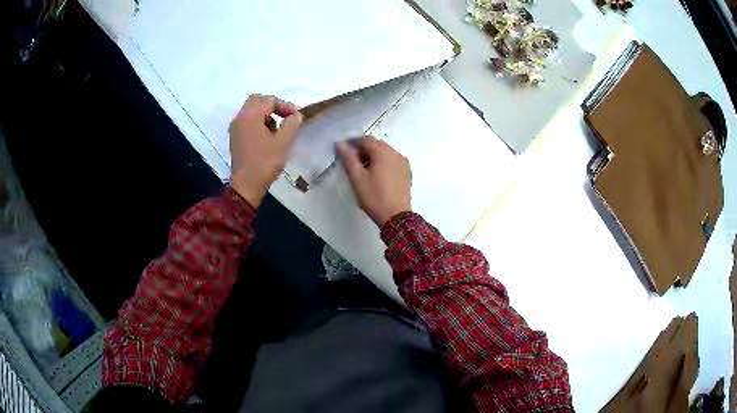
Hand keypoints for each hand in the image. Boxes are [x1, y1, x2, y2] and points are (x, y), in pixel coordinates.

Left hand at [230, 94, 302, 207]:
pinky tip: (267, 136)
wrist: (246, 185)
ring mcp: (236, 128)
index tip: (296, 117)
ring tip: (277, 129)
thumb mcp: (283, 142)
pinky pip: (247, 121)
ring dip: (266, 114)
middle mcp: (240, 118)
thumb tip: (296, 115)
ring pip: (251, 111)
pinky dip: (258, 122)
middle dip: (273, 106)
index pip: (269, 101)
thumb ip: (291, 124)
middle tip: (285, 117)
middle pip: (257, 101)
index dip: (285, 106)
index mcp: (250, 116)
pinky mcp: (235, 137)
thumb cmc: (265, 163)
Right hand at [337, 137, 411, 226]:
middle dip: (364, 150)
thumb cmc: (374, 198)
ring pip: (386, 153)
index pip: (366, 140)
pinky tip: (377, 177)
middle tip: (353, 164)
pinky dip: (383, 164)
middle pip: (377, 145)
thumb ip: (348, 158)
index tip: (344, 153)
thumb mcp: (357, 178)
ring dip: (374, 157)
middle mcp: (396, 154)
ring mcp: (403, 164)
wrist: (396, 217)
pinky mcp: (407, 173)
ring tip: (364, 172)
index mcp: (383, 153)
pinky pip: (393, 162)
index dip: (353, 143)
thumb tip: (340, 144)